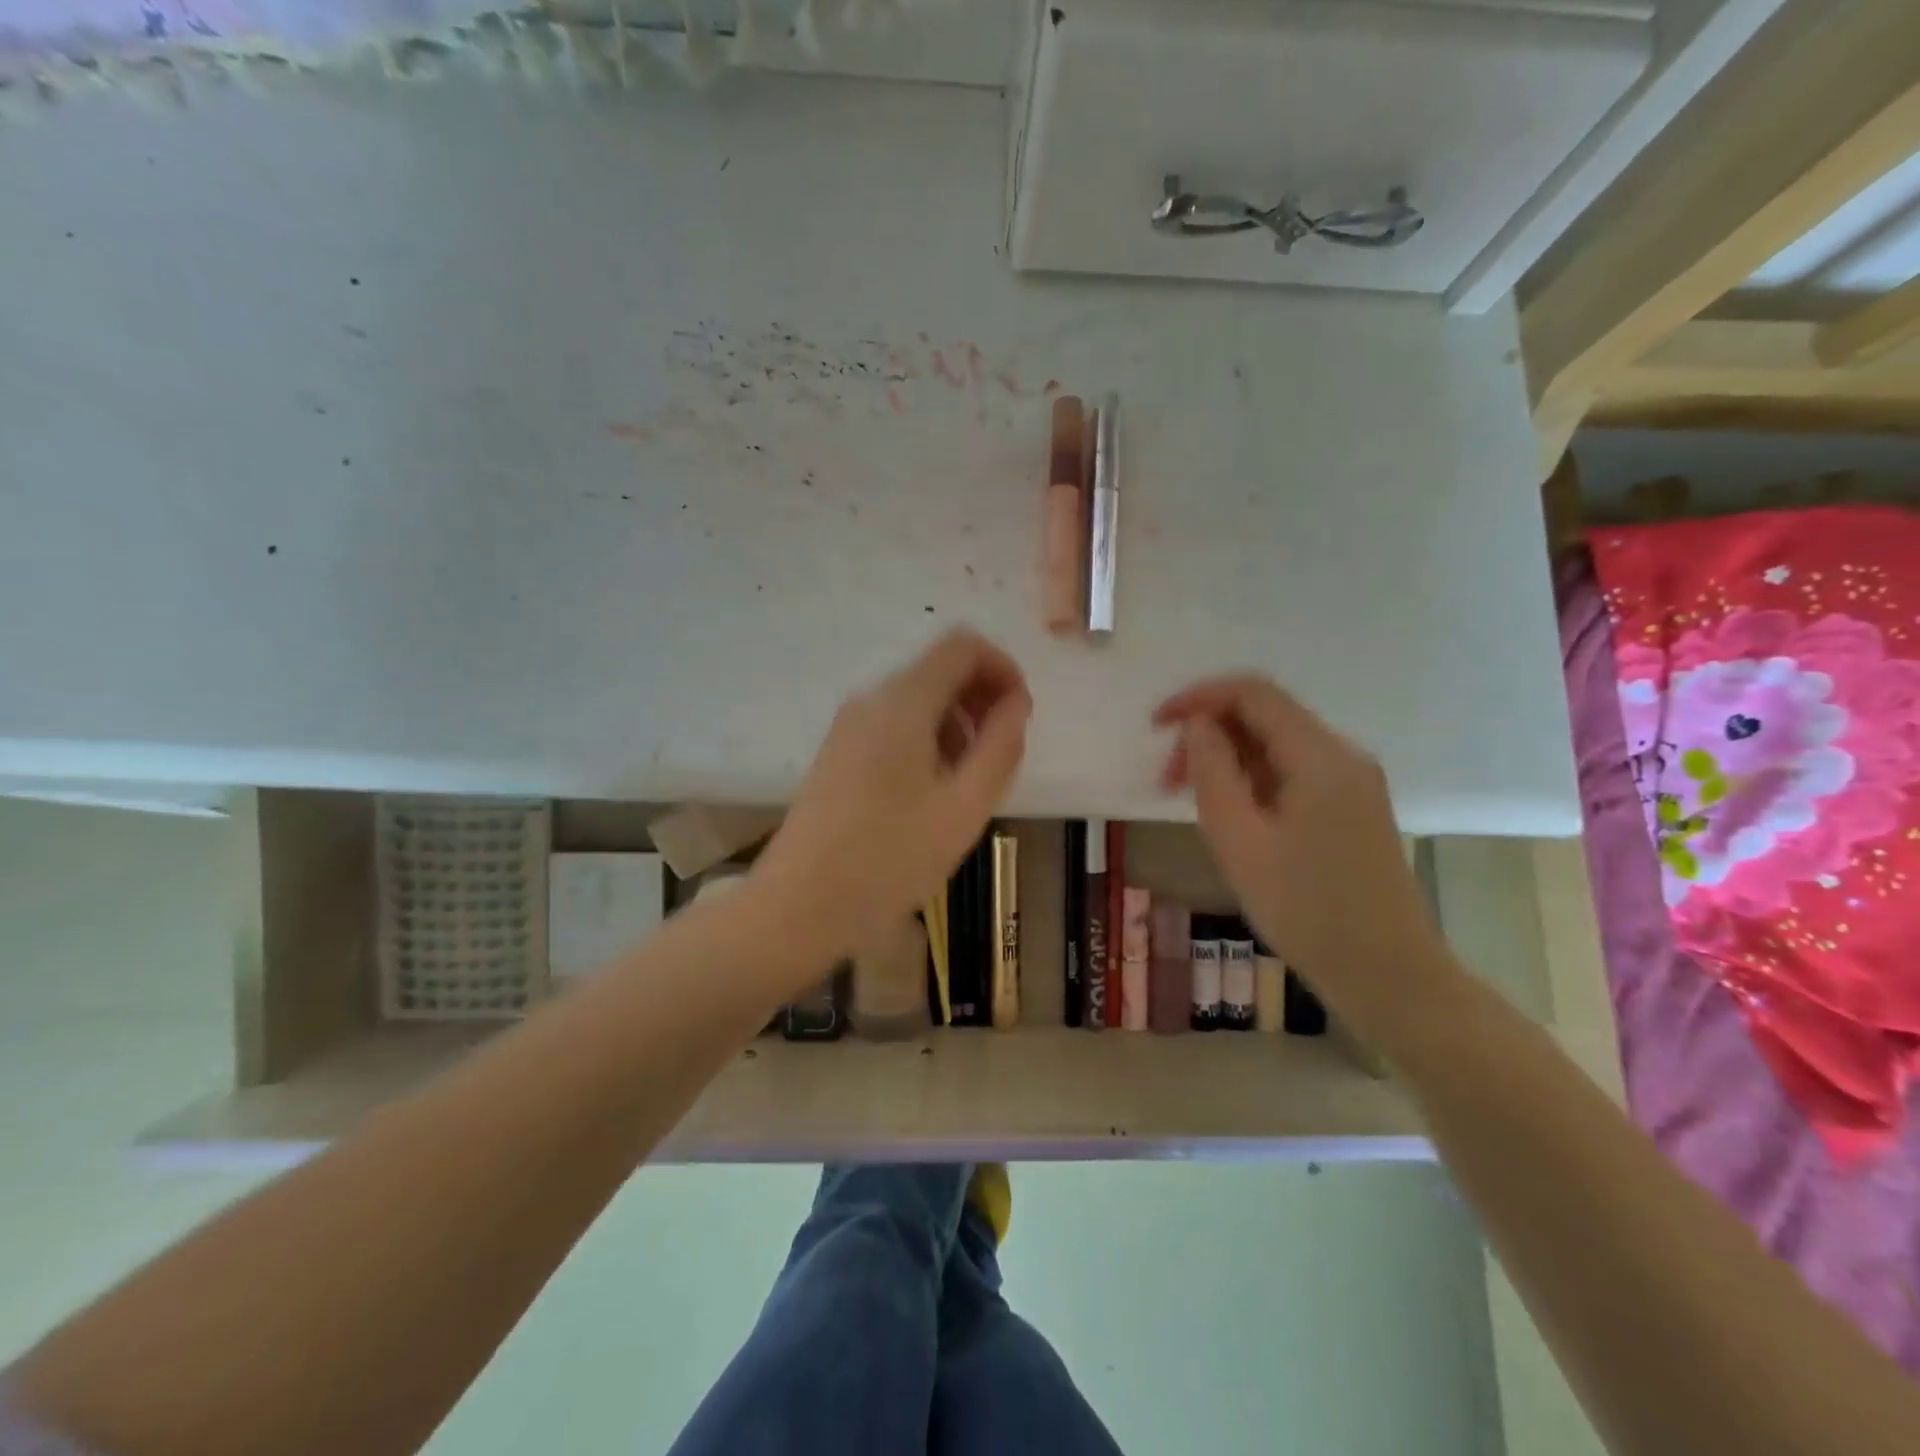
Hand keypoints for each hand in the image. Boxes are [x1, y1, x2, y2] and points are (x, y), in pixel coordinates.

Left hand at [753, 629, 1031, 965]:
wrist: (799, 905)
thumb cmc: (890, 858)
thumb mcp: (964, 807)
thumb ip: (1000, 747)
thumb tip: (1015, 704)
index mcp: (903, 701)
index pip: (963, 646)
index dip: (1003, 669)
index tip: (1020, 717)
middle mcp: (872, 699)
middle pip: (940, 669)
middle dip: (982, 699)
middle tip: (1000, 756)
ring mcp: (849, 725)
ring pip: (919, 700)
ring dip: (957, 724)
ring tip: (969, 783)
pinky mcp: (839, 751)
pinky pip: (895, 724)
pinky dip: (928, 740)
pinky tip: (933, 792)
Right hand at [1154, 676, 1453, 1030]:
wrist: (1388, 974)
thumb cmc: (1306, 909)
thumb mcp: (1239, 840)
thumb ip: (1212, 772)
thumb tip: (1198, 725)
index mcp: (1319, 756)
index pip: (1252, 692)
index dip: (1198, 698)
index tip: (1156, 727)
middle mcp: (1342, 755)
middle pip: (1264, 716)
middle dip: (1208, 734)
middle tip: (1167, 781)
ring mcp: (1353, 782)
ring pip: (1276, 746)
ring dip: (1227, 760)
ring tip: (1191, 803)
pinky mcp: (1352, 808)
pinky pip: (1292, 773)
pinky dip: (1252, 781)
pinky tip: (1232, 817)